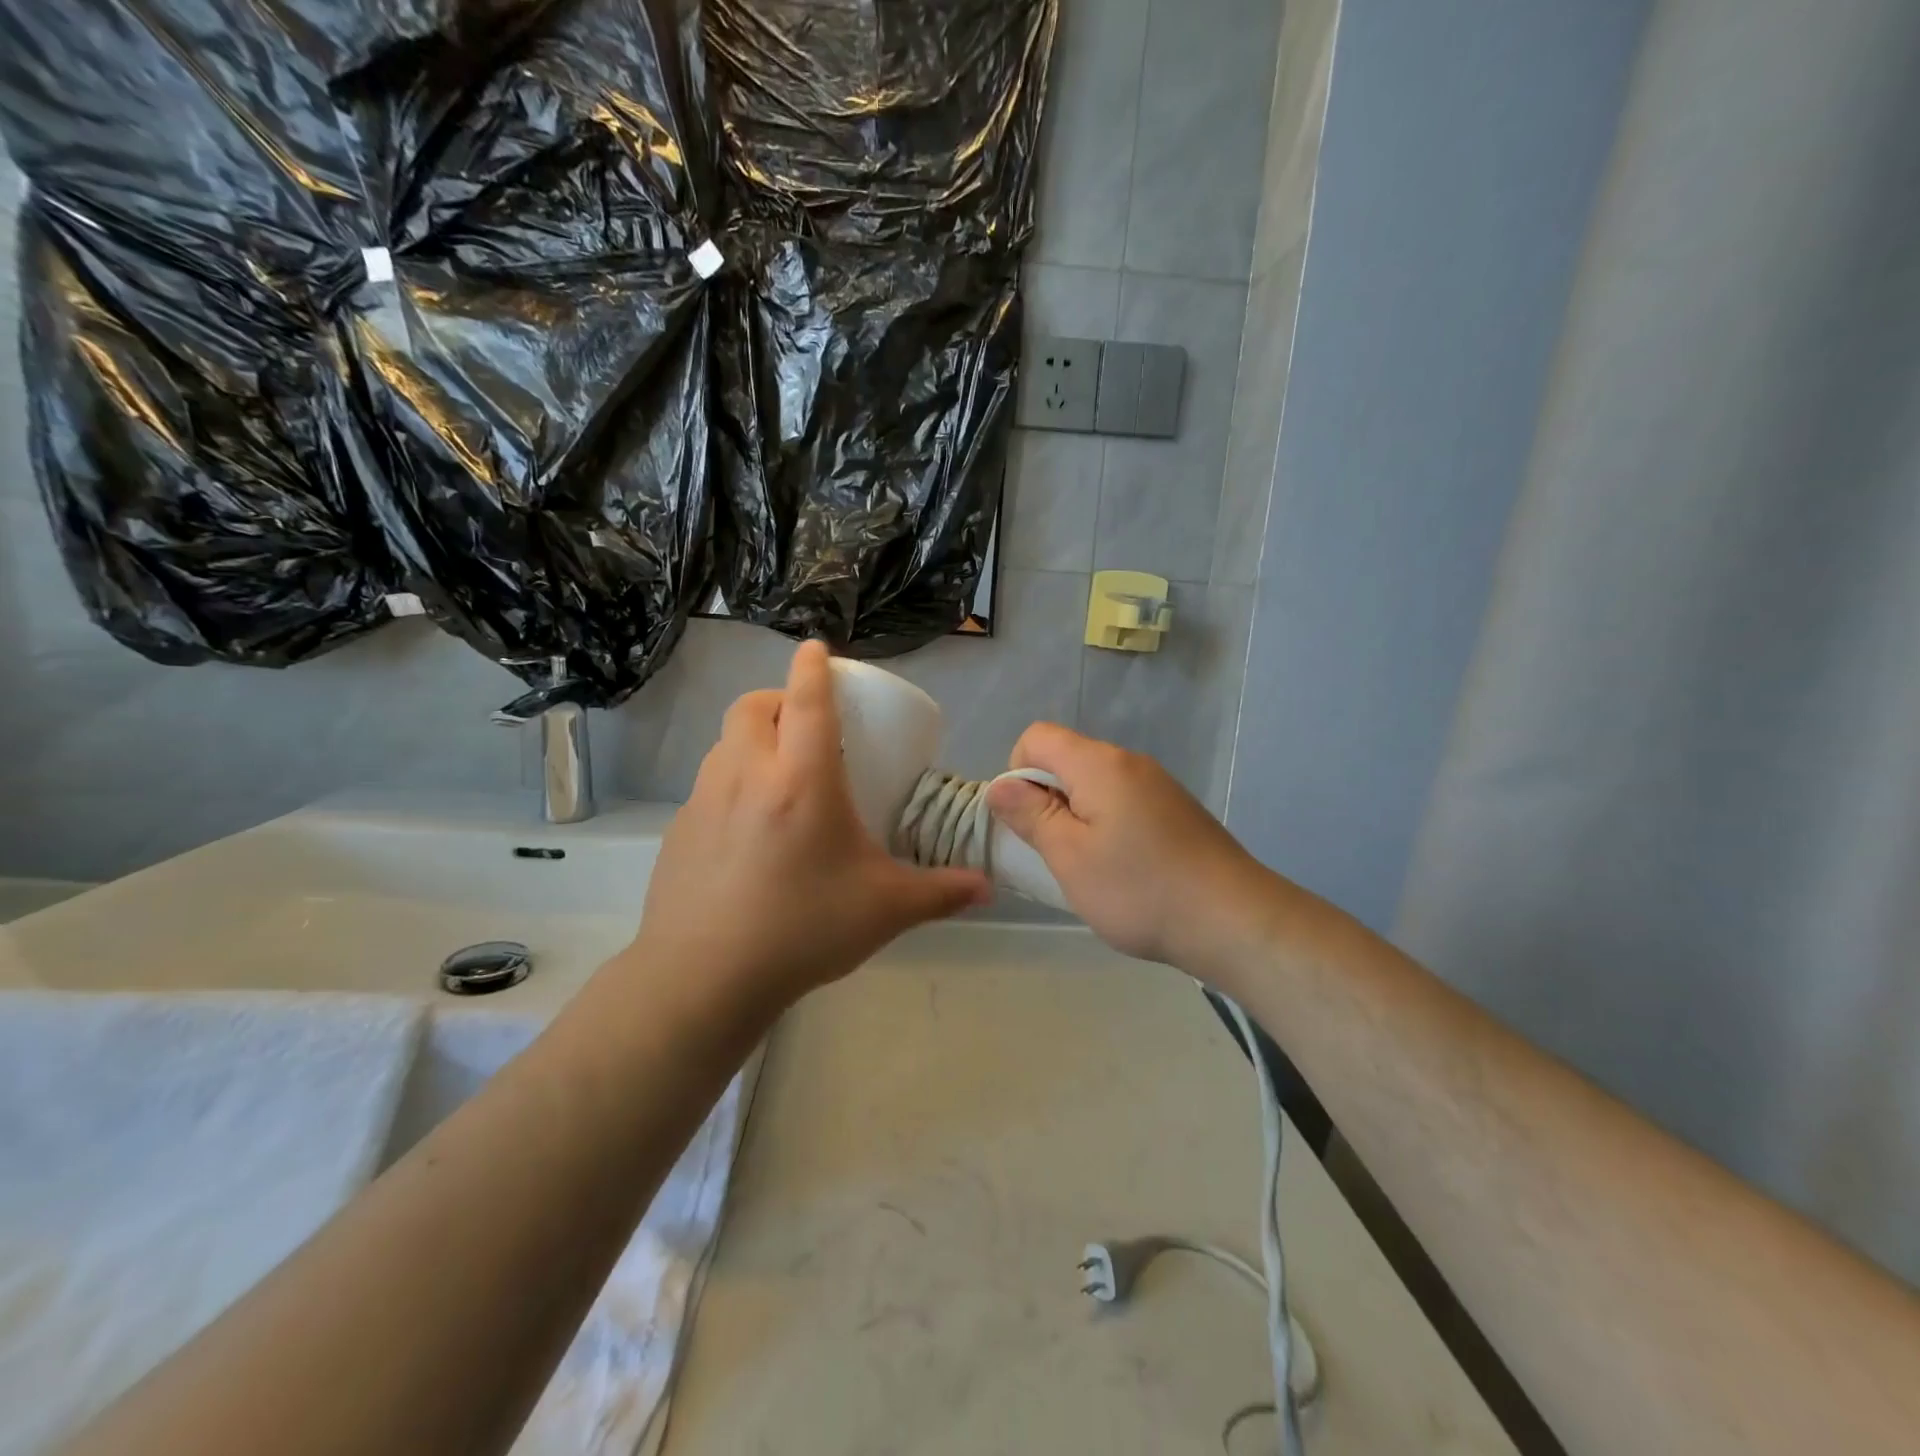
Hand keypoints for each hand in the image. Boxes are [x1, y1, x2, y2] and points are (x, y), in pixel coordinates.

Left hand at [632, 641, 990, 1014]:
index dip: (813, 666)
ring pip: (724, 742)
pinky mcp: (679, 830)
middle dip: (778, 698)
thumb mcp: (885, 909)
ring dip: (752, 739)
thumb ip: (941, 891)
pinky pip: (707, 784)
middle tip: (804, 723)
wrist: (704, 979)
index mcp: (802, 779)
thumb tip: (988, 887)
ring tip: (778, 773)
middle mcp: (748, 774)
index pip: (806, 699)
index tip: (817, 649)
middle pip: (753, 706)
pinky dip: (730, 781)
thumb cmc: (803, 929)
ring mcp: (705, 800)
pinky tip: (748, 828)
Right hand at [986, 724, 1285, 974]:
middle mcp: (1130, 762)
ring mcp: (1158, 785)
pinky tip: (1124, 871)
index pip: (1037, 737)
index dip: (1017, 771)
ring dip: (1076, 817)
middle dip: (1046, 798)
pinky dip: (1107, 826)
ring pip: (1094, 785)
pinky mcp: (1176, 810)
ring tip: (1089, 868)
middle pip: (1066, 759)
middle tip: (1055, 852)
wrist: (1234, 920)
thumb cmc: (1139, 889)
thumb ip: (1030, 814)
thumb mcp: (1069, 856)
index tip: (1027, 820)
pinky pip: (1123, 803)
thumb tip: (999, 785)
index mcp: (1100, 764)